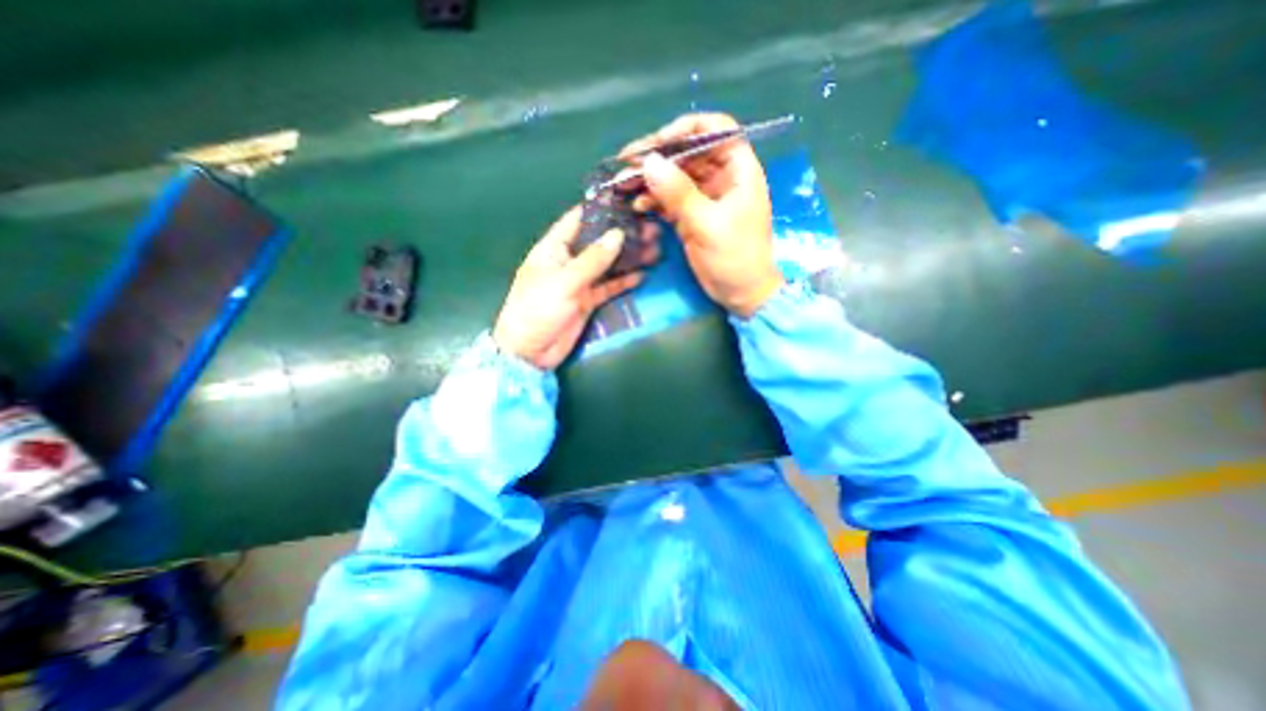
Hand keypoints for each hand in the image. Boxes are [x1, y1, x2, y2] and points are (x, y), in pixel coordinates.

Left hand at [491, 207, 658, 368]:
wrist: (530, 351)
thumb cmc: (537, 309)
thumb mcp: (564, 281)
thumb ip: (592, 259)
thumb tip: (618, 234)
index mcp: (554, 248)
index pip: (579, 220)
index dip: (602, 209)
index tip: (629, 200)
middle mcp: (568, 260)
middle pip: (599, 242)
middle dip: (623, 234)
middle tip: (651, 227)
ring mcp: (580, 281)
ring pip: (608, 264)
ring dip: (629, 257)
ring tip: (654, 248)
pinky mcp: (588, 300)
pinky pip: (609, 286)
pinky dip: (624, 281)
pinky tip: (642, 274)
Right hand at [622, 112, 788, 315]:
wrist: (741, 294)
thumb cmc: (735, 258)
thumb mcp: (707, 224)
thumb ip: (678, 193)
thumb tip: (649, 162)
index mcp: (738, 169)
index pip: (715, 129)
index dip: (685, 130)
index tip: (656, 144)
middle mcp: (721, 177)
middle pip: (688, 152)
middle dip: (659, 157)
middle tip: (627, 166)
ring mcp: (705, 197)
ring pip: (676, 176)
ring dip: (651, 180)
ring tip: (625, 186)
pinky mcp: (693, 216)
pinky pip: (671, 199)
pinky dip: (655, 200)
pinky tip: (639, 206)